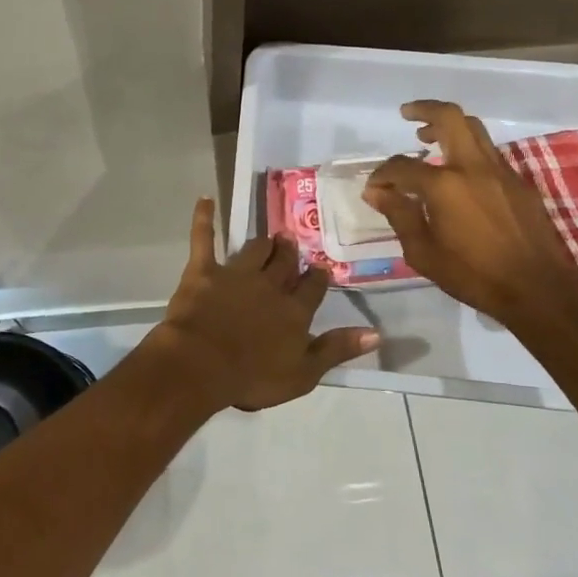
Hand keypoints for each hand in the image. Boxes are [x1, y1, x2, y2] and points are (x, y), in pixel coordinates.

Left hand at [145, 199, 378, 412]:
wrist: (201, 363)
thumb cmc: (252, 376)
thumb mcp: (303, 373)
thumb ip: (337, 349)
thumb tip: (376, 333)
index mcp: (294, 311)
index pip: (313, 289)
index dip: (318, 278)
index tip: (322, 268)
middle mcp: (269, 285)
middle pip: (285, 264)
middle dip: (292, 253)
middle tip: (294, 241)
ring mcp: (236, 274)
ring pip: (255, 250)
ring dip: (264, 243)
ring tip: (271, 235)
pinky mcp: (204, 270)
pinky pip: (204, 238)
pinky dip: (204, 218)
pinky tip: (206, 200)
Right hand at [362, 100, 577, 328]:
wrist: (539, 289)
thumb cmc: (474, 275)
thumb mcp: (424, 253)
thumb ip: (400, 215)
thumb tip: (377, 192)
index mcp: (444, 186)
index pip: (402, 166)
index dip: (382, 174)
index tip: (374, 187)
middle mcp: (473, 167)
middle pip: (450, 118)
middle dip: (424, 110)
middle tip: (406, 114)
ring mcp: (501, 171)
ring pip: (474, 130)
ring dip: (449, 126)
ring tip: (429, 138)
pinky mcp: (519, 183)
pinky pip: (489, 153)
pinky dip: (468, 151)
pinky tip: (459, 175)